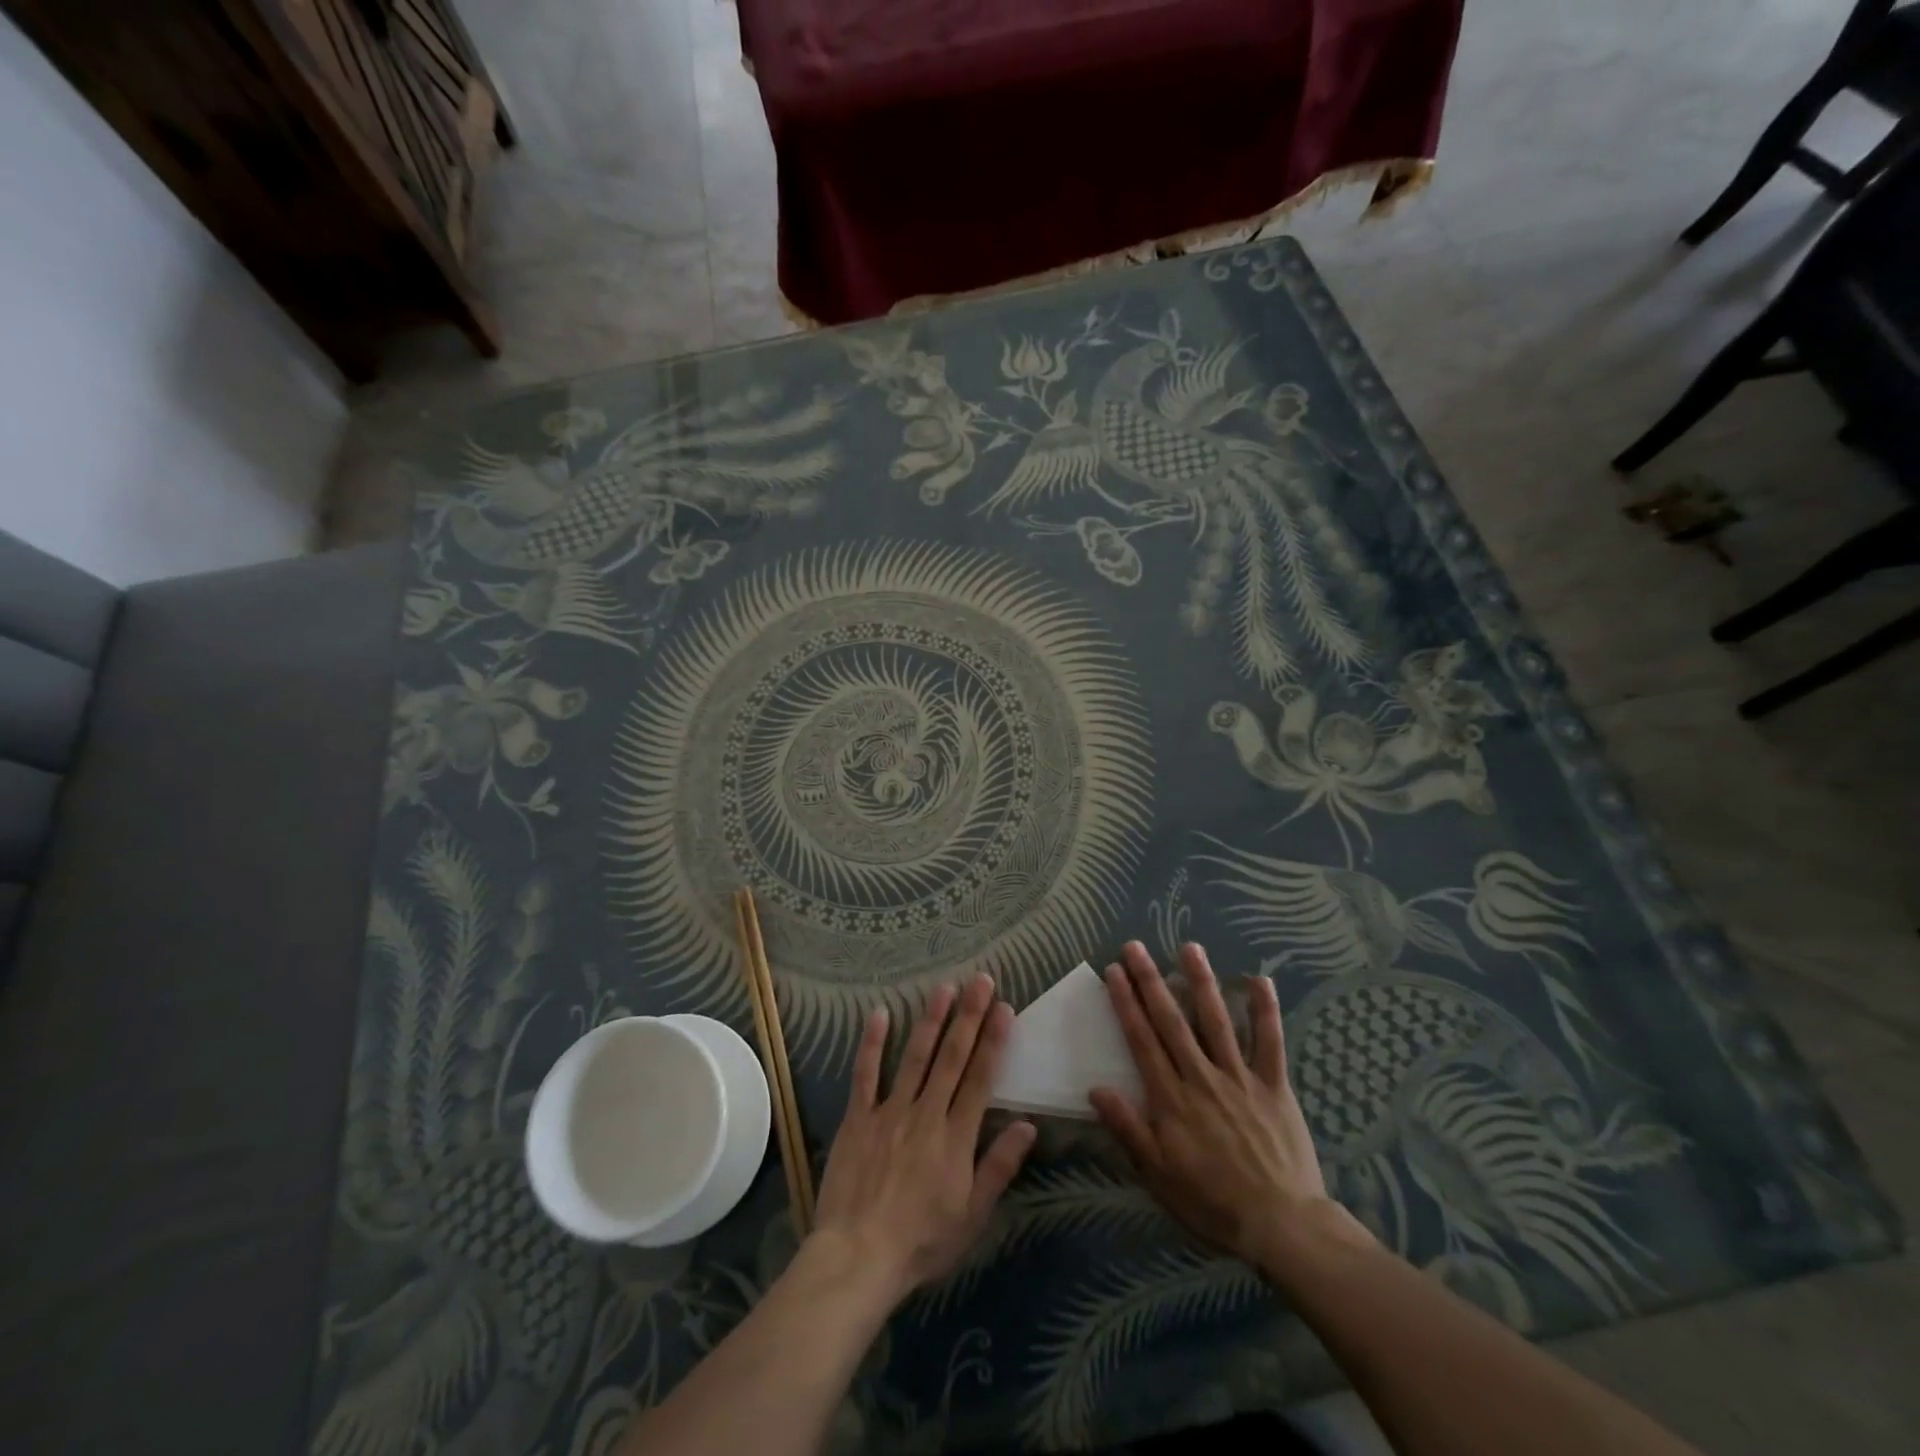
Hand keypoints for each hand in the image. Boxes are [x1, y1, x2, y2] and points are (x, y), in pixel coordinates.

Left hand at [810, 975, 1037, 1304]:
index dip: (994, 1042)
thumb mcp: (972, 1215)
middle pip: (952, 1058)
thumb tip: (1027, 1125)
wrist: (858, 1257)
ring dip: (931, 1019)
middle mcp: (926, 1113)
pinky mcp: (857, 1118)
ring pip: (915, 1057)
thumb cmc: (921, 1242)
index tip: (1004, 1008)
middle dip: (969, 1016)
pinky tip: (881, 1013)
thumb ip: (999, 1166)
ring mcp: (889, 1111)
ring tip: (944, 987)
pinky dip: (873, 1043)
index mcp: (956, 1137)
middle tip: (981, 981)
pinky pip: (865, 1074)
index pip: (980, 1079)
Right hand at [1089, 941, 1371, 1273]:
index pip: (1142, 1040)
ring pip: (1217, 1021)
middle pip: (1171, 1021)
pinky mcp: (1274, 1085)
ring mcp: (1240, 1078)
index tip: (1114, 971)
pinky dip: (1266, 1011)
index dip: (1126, 1003)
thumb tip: (1096, 1088)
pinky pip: (1270, 1042)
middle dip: (1151, 981)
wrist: (1281, 1226)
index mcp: (1171, 1098)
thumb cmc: (1212, 1202)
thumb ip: (1128, 1129)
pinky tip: (1260, 979)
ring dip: (1201, 982)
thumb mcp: (1158, 1175)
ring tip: (1189, 948)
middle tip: (1136, 946)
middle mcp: (1201, 1077)